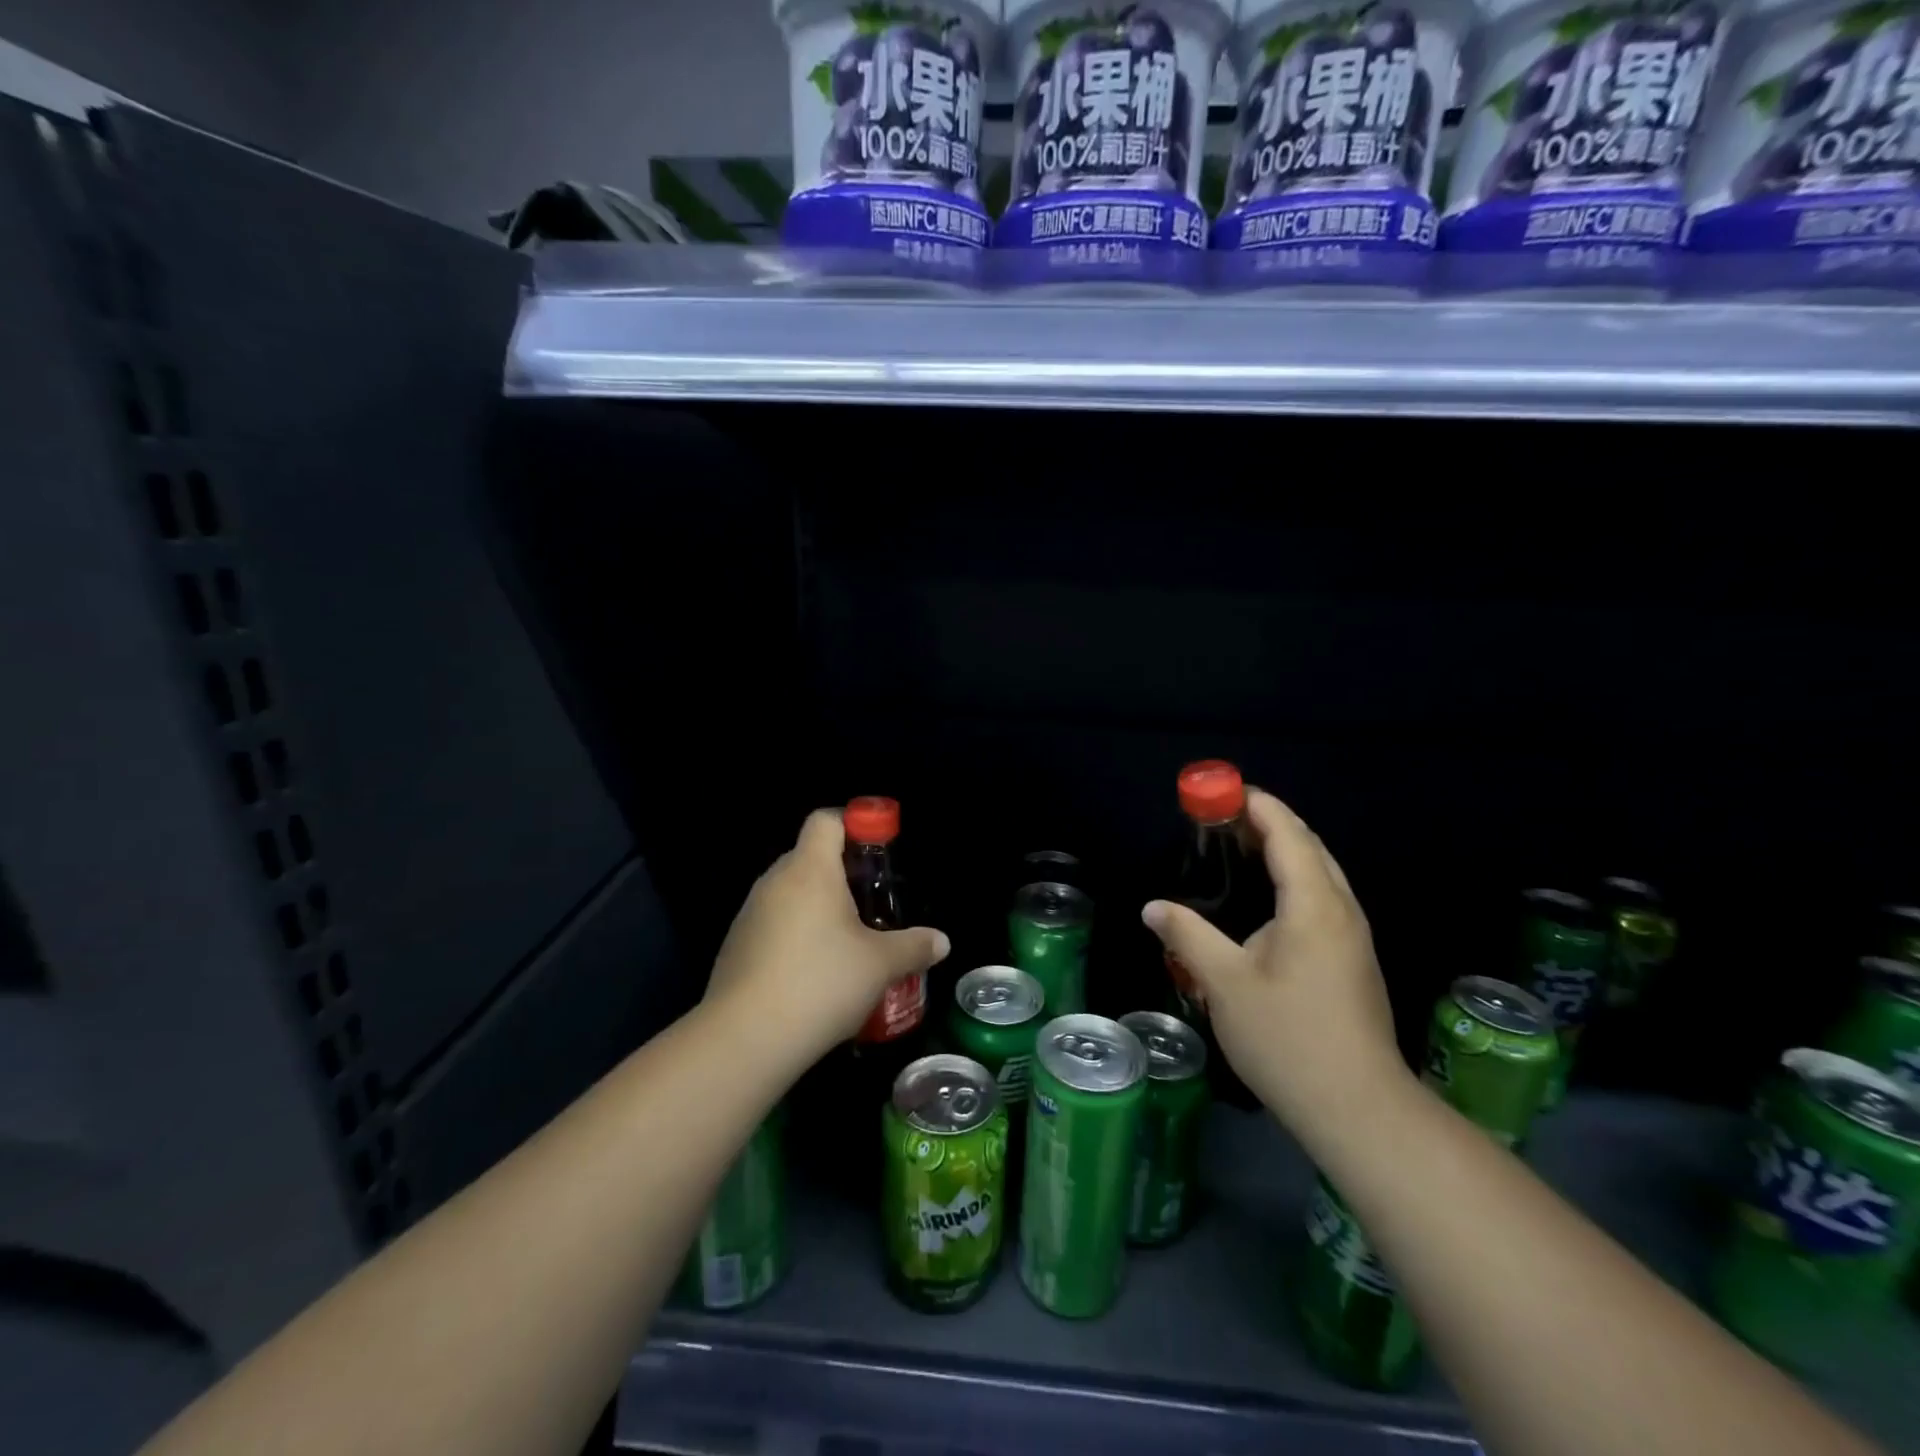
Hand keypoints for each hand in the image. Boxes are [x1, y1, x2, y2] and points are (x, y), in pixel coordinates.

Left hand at [705, 809, 949, 1056]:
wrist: (744, 1039)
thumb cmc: (820, 983)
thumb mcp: (880, 965)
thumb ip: (914, 947)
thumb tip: (941, 942)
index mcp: (810, 870)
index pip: (826, 820)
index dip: (854, 825)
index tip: (879, 853)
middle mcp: (775, 881)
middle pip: (810, 856)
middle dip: (843, 874)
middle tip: (873, 905)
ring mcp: (750, 914)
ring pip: (791, 893)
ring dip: (819, 908)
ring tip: (848, 944)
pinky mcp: (736, 946)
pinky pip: (774, 924)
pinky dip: (796, 936)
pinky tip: (815, 974)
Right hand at [1141, 790, 1405, 1137]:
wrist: (1358, 1108)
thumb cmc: (1288, 1038)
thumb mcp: (1224, 983)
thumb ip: (1187, 935)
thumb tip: (1153, 907)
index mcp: (1313, 905)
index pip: (1288, 834)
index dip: (1257, 806)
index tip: (1221, 792)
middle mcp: (1341, 910)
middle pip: (1309, 846)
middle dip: (1268, 822)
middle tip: (1221, 818)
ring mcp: (1353, 937)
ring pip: (1320, 873)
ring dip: (1283, 850)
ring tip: (1238, 848)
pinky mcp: (1353, 960)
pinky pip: (1322, 897)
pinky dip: (1293, 878)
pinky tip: (1265, 899)